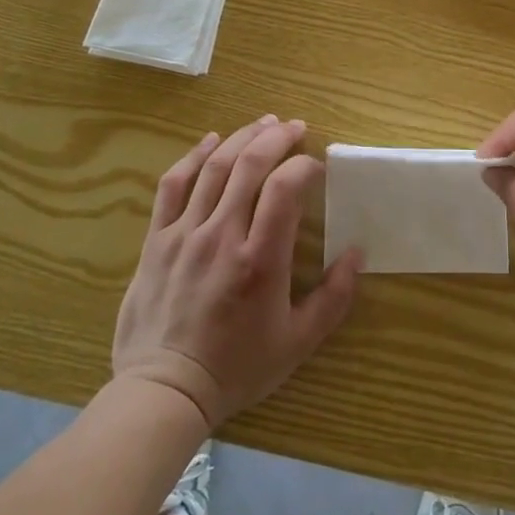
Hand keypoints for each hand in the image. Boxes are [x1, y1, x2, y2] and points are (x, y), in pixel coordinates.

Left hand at [113, 115, 361, 427]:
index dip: (305, 167)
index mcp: (260, 260)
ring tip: (264, 124)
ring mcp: (184, 234)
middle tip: (296, 127)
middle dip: (277, 138)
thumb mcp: (298, 342)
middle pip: (249, 166)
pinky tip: (211, 141)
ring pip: (214, 167)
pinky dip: (193, 156)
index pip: (285, 190)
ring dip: (242, 137)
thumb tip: (357, 253)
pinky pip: (173, 185)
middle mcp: (221, 236)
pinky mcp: (157, 239)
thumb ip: (333, 297)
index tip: (318, 167)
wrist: (164, 391)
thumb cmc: (237, 367)